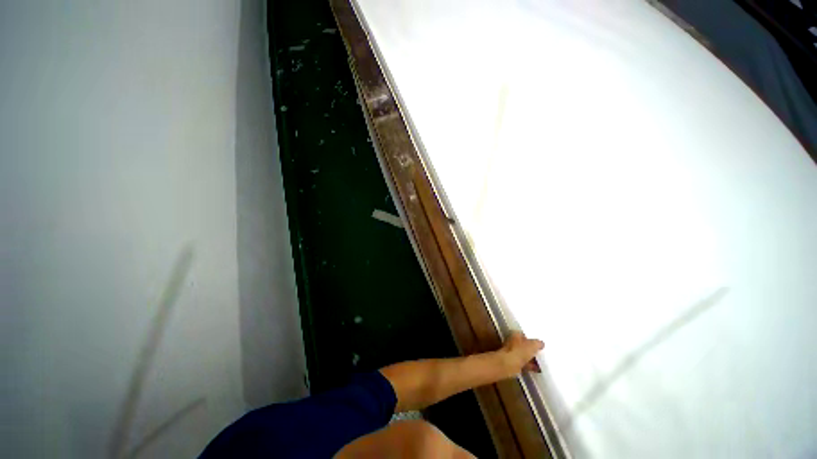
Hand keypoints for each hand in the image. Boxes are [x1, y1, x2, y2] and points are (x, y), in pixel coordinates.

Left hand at [499, 331, 543, 376]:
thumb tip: (541, 343)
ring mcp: (512, 353)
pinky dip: (530, 366)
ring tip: (542, 362)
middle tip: (541, 353)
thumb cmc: (520, 351)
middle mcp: (512, 342)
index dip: (531, 338)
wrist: (510, 364)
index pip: (524, 334)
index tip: (539, 343)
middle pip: (524, 345)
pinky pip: (524, 363)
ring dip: (532, 359)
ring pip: (524, 355)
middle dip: (531, 349)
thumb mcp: (533, 345)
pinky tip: (538, 369)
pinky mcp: (513, 363)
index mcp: (515, 334)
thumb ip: (538, 343)